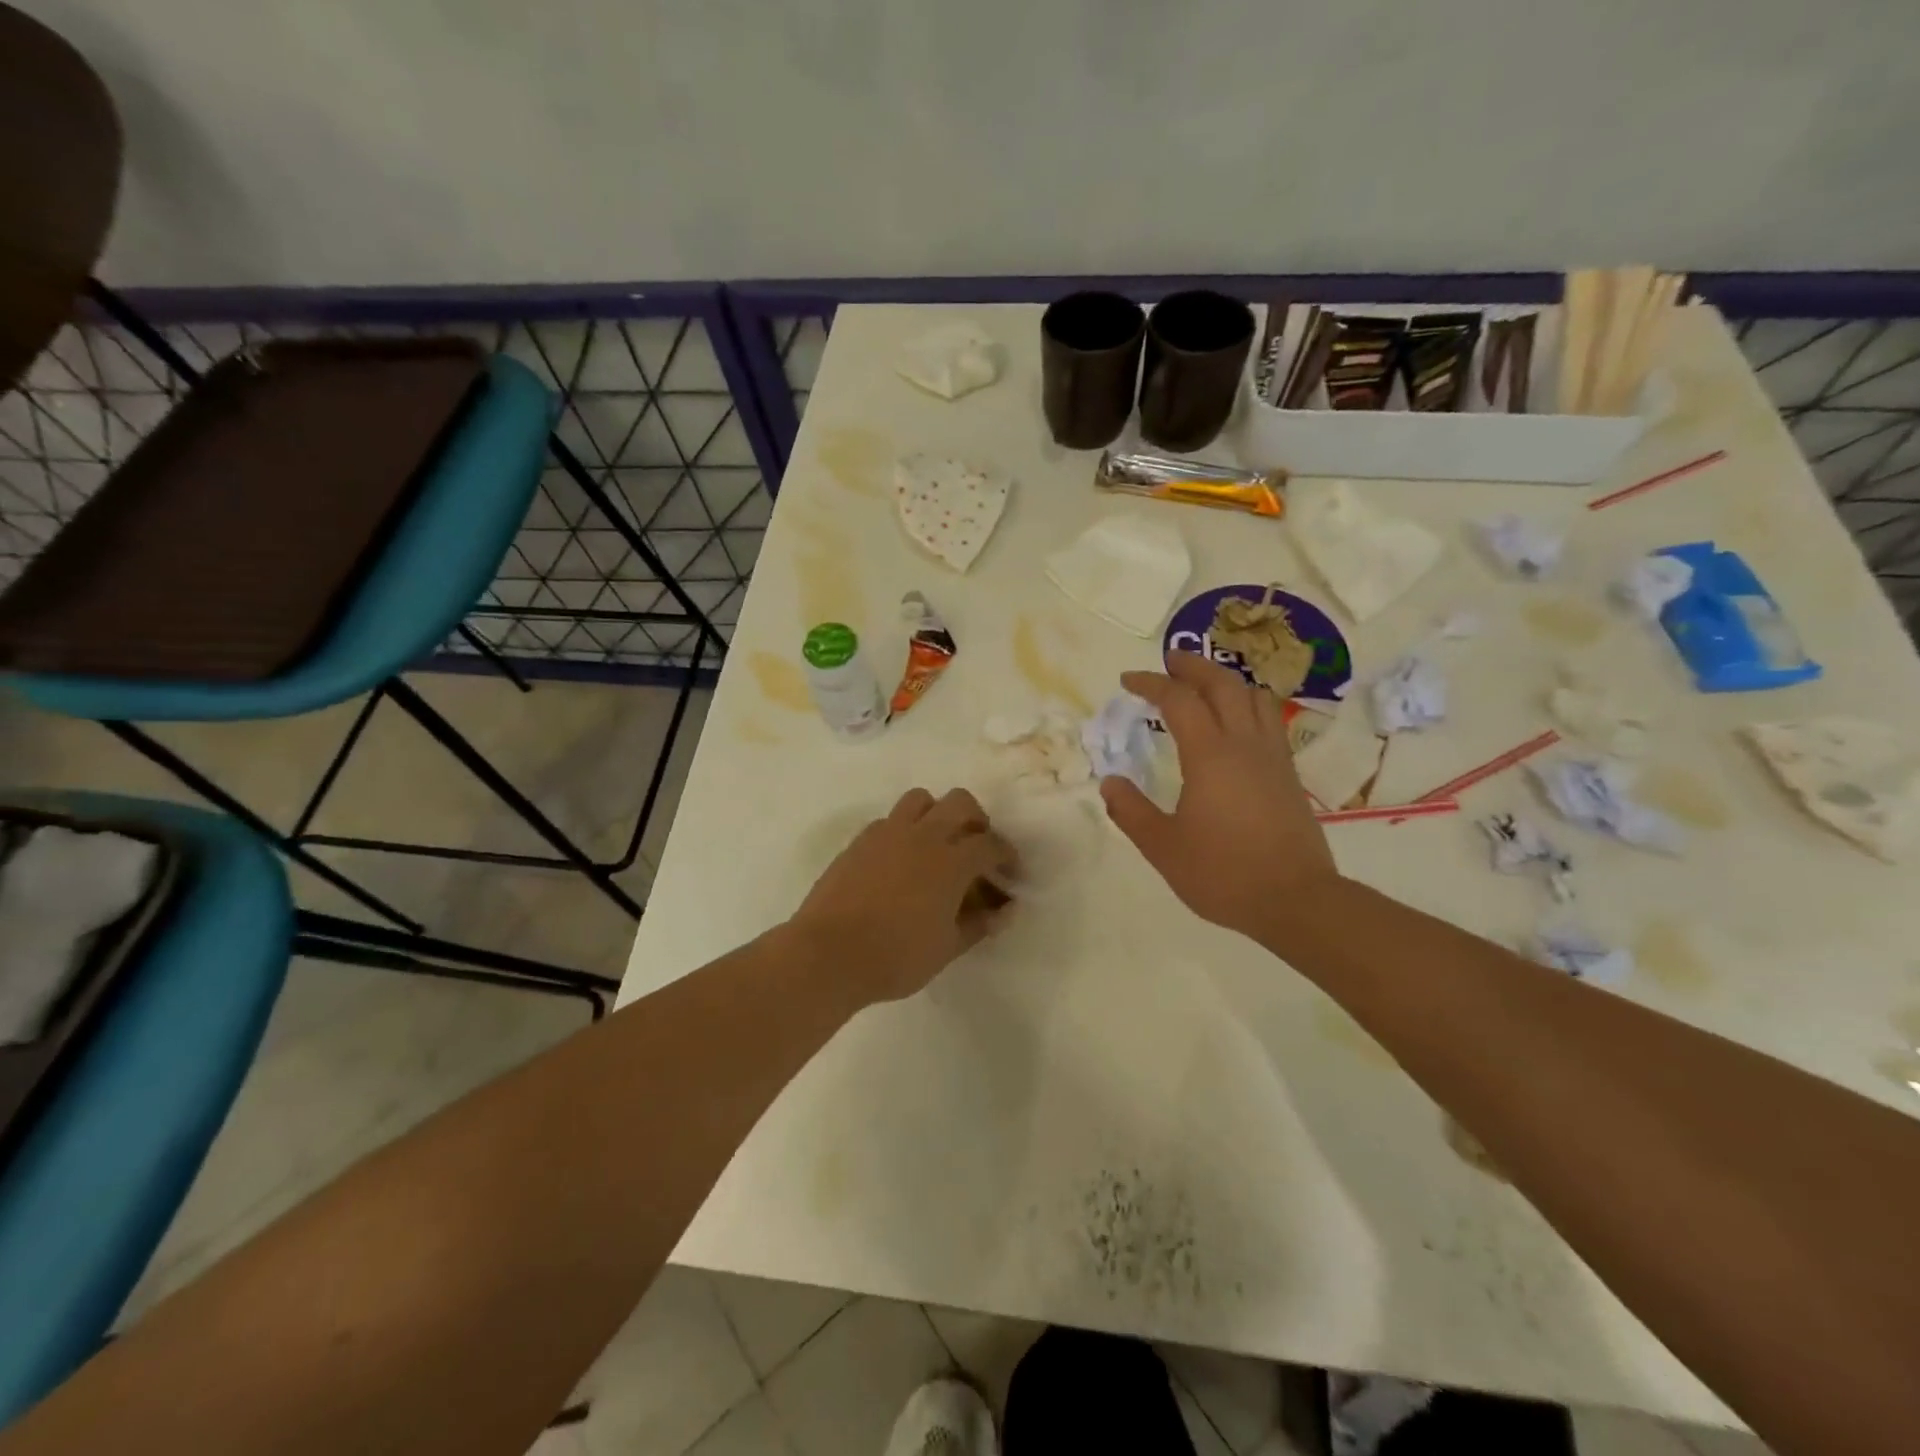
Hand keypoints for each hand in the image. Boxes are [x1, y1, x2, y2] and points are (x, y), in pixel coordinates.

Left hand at [790, 788, 1017, 1005]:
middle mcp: (923, 836)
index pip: (990, 844)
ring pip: (921, 799)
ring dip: (937, 814)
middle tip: (977, 849)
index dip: (1007, 855)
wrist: (828, 953)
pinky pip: (890, 819)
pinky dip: (905, 829)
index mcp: (951, 861)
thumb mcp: (947, 948)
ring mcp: (887, 833)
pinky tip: (901, 860)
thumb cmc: (896, 957)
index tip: (1010, 872)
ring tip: (938, 844)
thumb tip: (1005, 911)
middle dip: (977, 820)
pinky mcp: (860, 840)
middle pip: (961, 803)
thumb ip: (979, 925)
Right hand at [1099, 653, 1337, 943]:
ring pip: (1254, 696)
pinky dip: (1248, 704)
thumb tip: (1110, 782)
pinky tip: (1238, 721)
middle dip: (1193, 666)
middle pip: (1222, 684)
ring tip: (1205, 684)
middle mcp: (1244, 744)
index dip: (1151, 683)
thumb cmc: (1223, 873)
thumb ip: (1132, 811)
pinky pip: (1269, 719)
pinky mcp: (1289, 774)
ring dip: (1226, 680)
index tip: (1128, 681)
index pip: (1179, 700)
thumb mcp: (1163, 847)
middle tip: (1169, 661)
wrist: (1296, 900)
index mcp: (1209, 755)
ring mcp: (1273, 757)